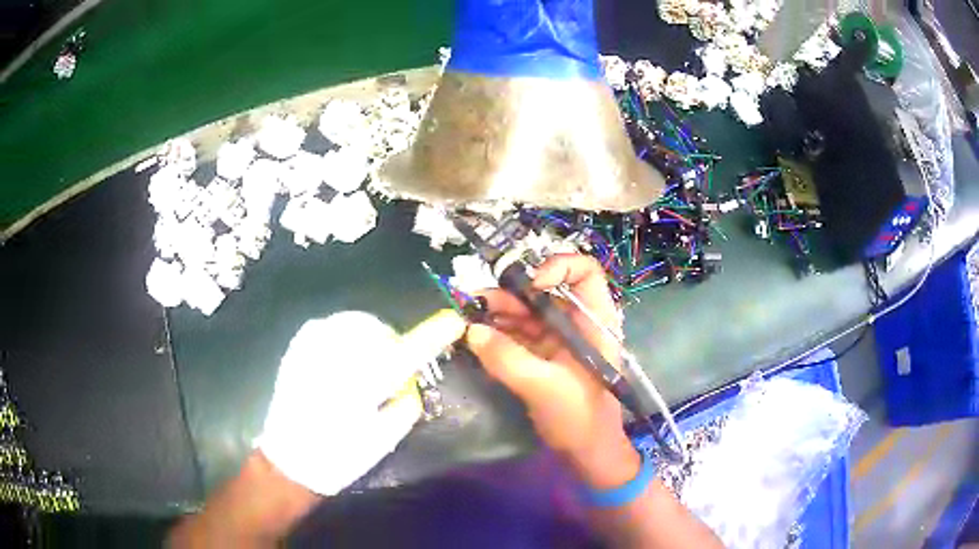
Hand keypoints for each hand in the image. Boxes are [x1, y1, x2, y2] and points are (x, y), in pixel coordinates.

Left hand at [257, 310, 464, 495]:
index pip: (409, 352)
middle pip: (378, 331)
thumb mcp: (382, 442)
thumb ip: (404, 408)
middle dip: (392, 343)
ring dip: (368, 338)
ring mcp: (313, 348)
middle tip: (391, 368)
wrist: (289, 459)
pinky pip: (328, 325)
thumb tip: (409, 387)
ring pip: (354, 324)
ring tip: (364, 363)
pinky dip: (343, 336)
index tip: (453, 322)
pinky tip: (340, 356)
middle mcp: (338, 358)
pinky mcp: (297, 349)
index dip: (433, 335)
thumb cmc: (339, 457)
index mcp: (363, 385)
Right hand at [466, 254, 640, 489]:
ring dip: (497, 312)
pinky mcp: (543, 356)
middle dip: (511, 293)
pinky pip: (518, 335)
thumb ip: (507, 358)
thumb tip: (471, 332)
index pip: (585, 272)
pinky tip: (475, 336)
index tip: (529, 286)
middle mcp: (577, 323)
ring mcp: (559, 339)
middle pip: (545, 291)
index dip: (558, 267)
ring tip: (467, 317)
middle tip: (474, 302)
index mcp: (594, 322)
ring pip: (527, 312)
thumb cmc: (579, 418)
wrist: (586, 453)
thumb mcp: (544, 387)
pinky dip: (497, 333)